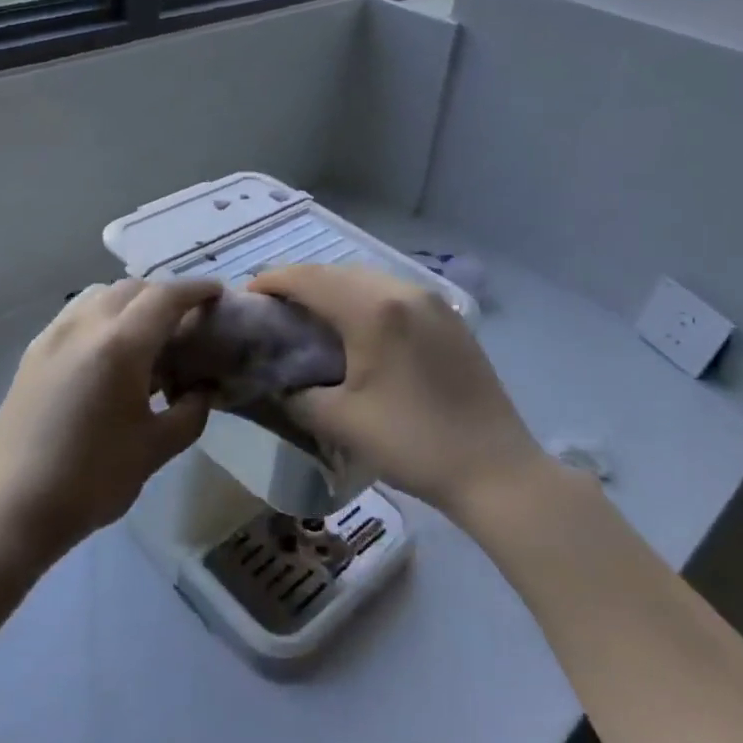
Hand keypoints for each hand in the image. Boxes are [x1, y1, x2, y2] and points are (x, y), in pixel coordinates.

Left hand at [0, 278, 221, 564]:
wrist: (11, 507)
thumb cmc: (92, 479)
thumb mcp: (155, 449)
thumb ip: (190, 412)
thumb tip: (203, 389)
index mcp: (120, 345)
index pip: (165, 297)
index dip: (195, 289)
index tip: (217, 294)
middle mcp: (84, 325)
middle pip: (132, 288)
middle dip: (164, 295)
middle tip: (186, 321)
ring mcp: (53, 335)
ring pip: (99, 295)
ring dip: (130, 301)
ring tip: (147, 334)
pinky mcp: (33, 352)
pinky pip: (76, 314)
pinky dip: (102, 315)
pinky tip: (109, 352)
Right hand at [248, 265, 546, 518]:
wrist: (496, 470)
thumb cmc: (413, 443)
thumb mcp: (340, 421)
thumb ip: (296, 394)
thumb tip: (277, 382)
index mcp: (372, 309)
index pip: (308, 279)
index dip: (272, 282)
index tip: (246, 297)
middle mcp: (402, 292)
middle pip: (337, 272)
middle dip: (300, 284)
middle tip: (275, 311)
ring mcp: (431, 302)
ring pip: (367, 280)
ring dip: (333, 290)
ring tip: (311, 318)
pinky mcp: (449, 319)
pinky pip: (394, 294)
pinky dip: (364, 300)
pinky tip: (358, 329)